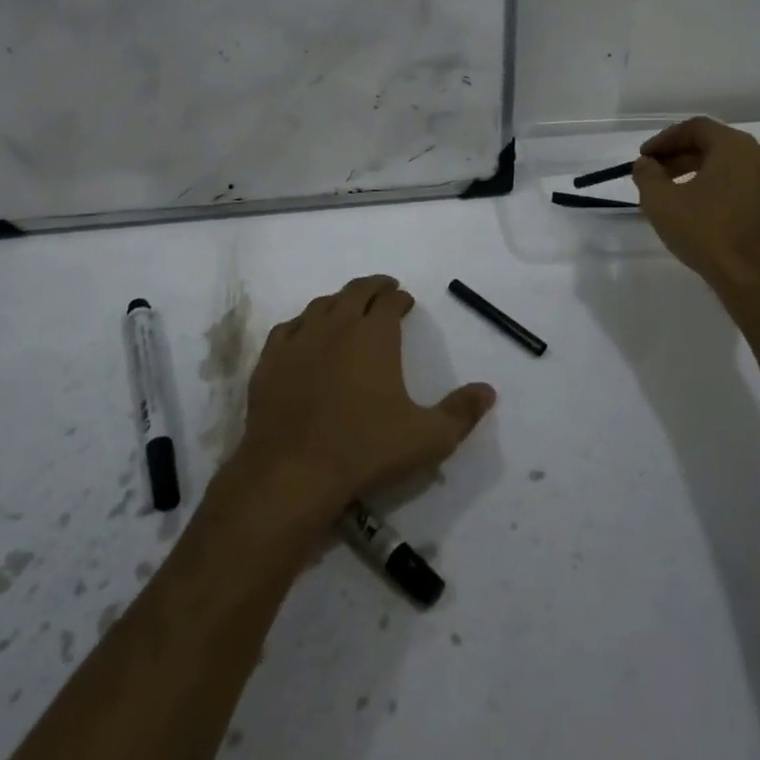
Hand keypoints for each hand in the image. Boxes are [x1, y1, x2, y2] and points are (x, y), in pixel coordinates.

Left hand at [233, 275, 496, 517]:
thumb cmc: (365, 450)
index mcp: (375, 334)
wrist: (292, 472)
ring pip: (322, 305)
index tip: (405, 302)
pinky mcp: (270, 360)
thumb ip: (461, 412)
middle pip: (356, 291)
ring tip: (348, 309)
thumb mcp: (427, 438)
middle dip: (373, 288)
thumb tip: (488, 390)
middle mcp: (337, 324)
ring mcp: (299, 339)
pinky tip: (306, 335)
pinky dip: (303, 324)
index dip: (400, 298)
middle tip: (383, 291)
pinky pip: (289, 328)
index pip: (390, 300)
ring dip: (339, 302)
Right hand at [632, 117, 759, 289]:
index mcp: (736, 146)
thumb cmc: (707, 232)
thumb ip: (647, 175)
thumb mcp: (661, 202)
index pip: (696, 128)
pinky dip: (722, 187)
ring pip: (732, 165)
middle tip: (656, 173)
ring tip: (676, 192)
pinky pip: (746, 184)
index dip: (665, 139)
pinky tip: (704, 208)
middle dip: (681, 156)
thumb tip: (646, 164)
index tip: (645, 157)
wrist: (757, 279)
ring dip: (701, 171)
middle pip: (715, 144)